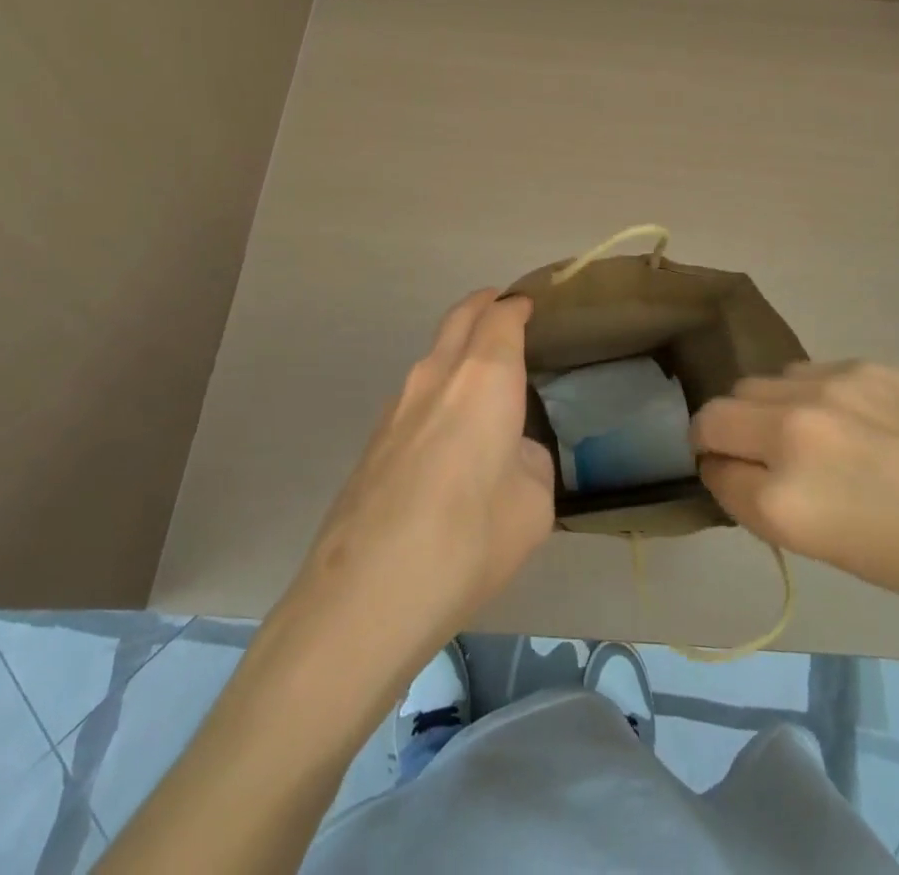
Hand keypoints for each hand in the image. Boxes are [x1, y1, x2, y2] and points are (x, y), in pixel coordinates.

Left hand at [286, 290, 553, 664]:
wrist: (365, 594)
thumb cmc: (468, 541)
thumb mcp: (532, 506)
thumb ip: (529, 463)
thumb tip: (510, 454)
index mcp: (484, 379)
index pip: (501, 318)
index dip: (517, 307)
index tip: (530, 306)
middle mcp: (436, 375)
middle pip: (460, 318)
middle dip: (483, 305)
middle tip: (502, 307)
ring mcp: (397, 405)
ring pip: (433, 354)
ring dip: (457, 346)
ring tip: (480, 372)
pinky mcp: (374, 438)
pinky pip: (416, 392)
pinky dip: (438, 385)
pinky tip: (447, 428)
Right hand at [690, 361, 898, 637]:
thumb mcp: (840, 554)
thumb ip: (778, 505)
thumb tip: (747, 472)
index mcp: (785, 502)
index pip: (714, 473)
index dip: (720, 479)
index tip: (736, 483)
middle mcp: (790, 435)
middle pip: (714, 415)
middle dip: (718, 436)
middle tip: (752, 456)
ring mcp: (825, 390)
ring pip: (754, 385)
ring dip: (761, 410)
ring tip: (806, 436)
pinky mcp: (860, 365)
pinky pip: (801, 373)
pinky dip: (803, 395)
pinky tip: (849, 418)